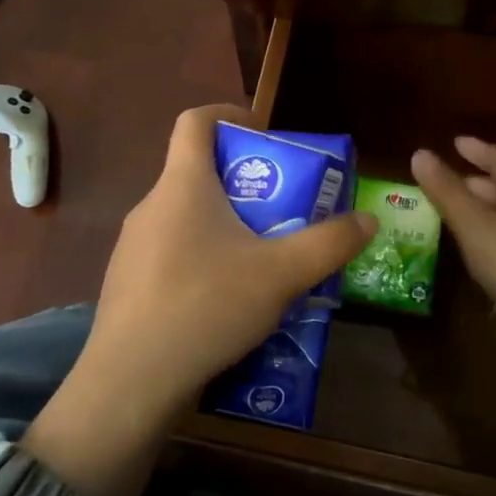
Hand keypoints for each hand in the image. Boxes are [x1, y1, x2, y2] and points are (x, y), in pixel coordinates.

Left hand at [25, 105, 374, 495]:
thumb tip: (367, 219)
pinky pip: (173, 255)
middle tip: (284, 208)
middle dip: (245, 182)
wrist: (130, 383)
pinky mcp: (128, 285)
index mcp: (182, 186)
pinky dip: (204, 260)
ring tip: (264, 260)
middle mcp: (151, 206)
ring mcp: (133, 248)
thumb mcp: (281, 274)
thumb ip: (329, 243)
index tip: (264, 130)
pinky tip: (229, 302)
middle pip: (198, 172)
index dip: (230, 113)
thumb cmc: (206, 305)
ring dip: (226, 226)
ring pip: (187, 218)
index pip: (196, 121)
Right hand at [411, 136, 495, 304]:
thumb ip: (446, 190)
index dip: (478, 150)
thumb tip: (420, 153)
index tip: (456, 143)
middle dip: (478, 182)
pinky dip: (493, 234)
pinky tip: (478, 248)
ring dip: (485, 210)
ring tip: (456, 214)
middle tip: (450, 182)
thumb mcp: (473, 223)